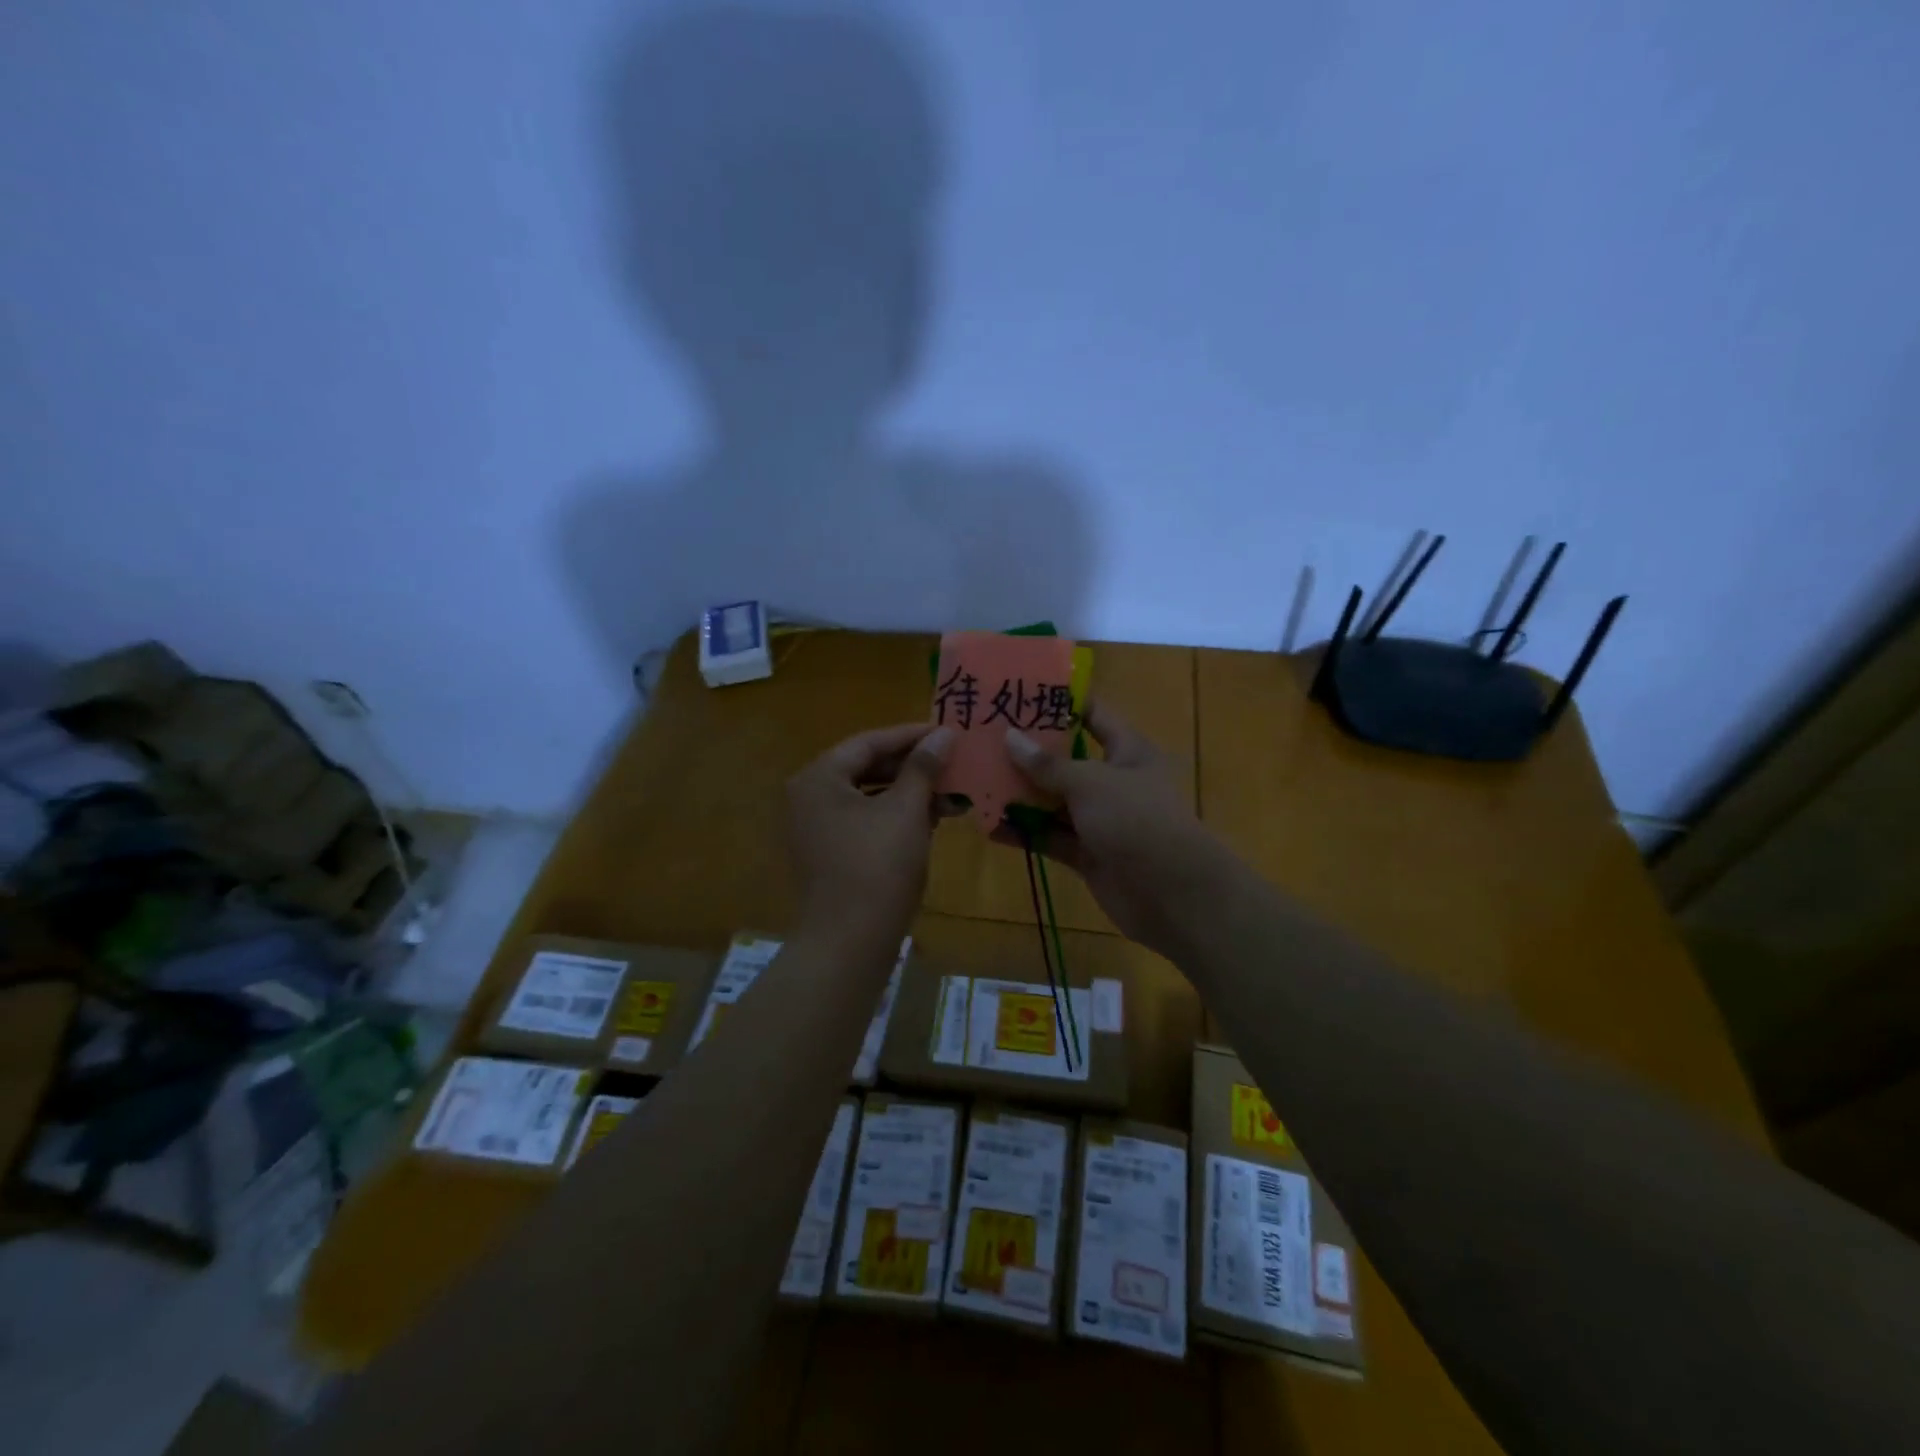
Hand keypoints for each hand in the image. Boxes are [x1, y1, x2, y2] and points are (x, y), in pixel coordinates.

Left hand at [786, 722, 953, 948]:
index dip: (911, 735)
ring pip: (869, 797)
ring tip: (951, 793)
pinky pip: (865, 822)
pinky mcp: (829, 855)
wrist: (848, 944)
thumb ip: (923, 767)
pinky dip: (896, 818)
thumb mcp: (906, 810)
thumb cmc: (877, 866)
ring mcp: (816, 829)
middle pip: (866, 767)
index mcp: (819, 778)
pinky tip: (932, 820)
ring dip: (909, 794)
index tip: (948, 732)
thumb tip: (943, 733)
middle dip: (913, 767)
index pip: (869, 742)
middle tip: (952, 762)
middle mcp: (809, 797)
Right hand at [1002, 702, 1225, 956]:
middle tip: (983, 738)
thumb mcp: (1091, 783)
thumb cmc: (1136, 819)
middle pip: (1065, 761)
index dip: (1061, 703)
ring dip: (1020, 795)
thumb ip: (1048, 764)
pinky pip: (1050, 838)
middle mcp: (1113, 782)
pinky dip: (1025, 833)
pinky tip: (990, 827)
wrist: (1172, 894)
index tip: (1021, 693)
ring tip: (977, 780)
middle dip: (1028, 753)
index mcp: (1127, 751)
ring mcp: (1099, 820)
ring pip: (1053, 802)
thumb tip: (1009, 737)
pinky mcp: (1087, 854)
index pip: (1093, 716)